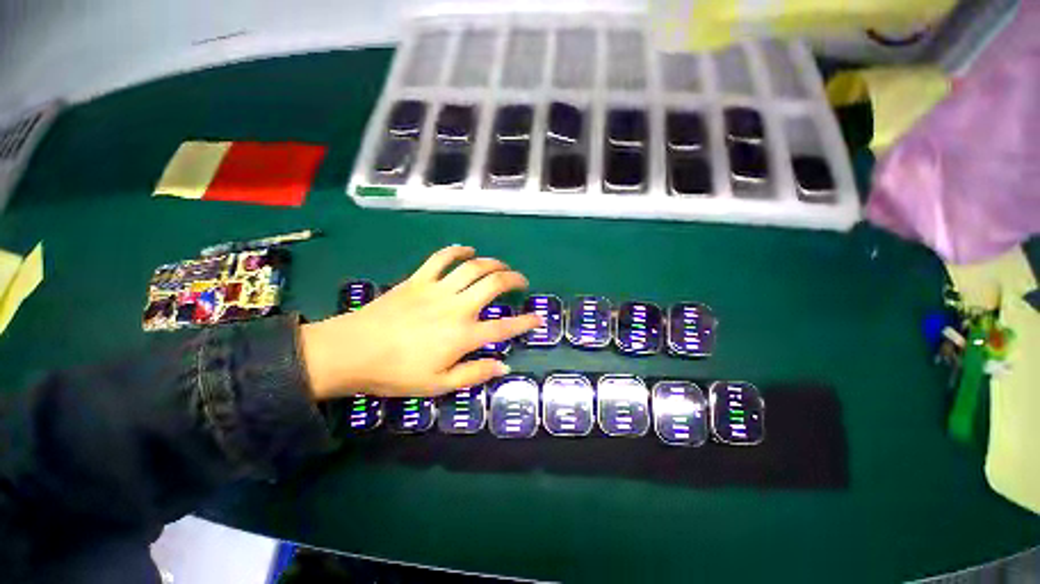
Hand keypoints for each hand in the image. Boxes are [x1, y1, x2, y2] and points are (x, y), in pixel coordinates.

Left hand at [300, 245, 541, 399]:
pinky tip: (467, 250)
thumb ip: (474, 374)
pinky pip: (442, 258)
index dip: (525, 323)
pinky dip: (457, 251)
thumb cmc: (396, 373)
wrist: (351, 351)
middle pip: (493, 284)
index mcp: (463, 335)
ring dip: (493, 263)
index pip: (504, 327)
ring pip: (473, 267)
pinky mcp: (419, 279)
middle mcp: (457, 307)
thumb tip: (503, 366)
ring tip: (501, 266)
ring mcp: (437, 289)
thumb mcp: (438, 385)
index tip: (538, 319)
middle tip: (522, 281)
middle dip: (514, 279)